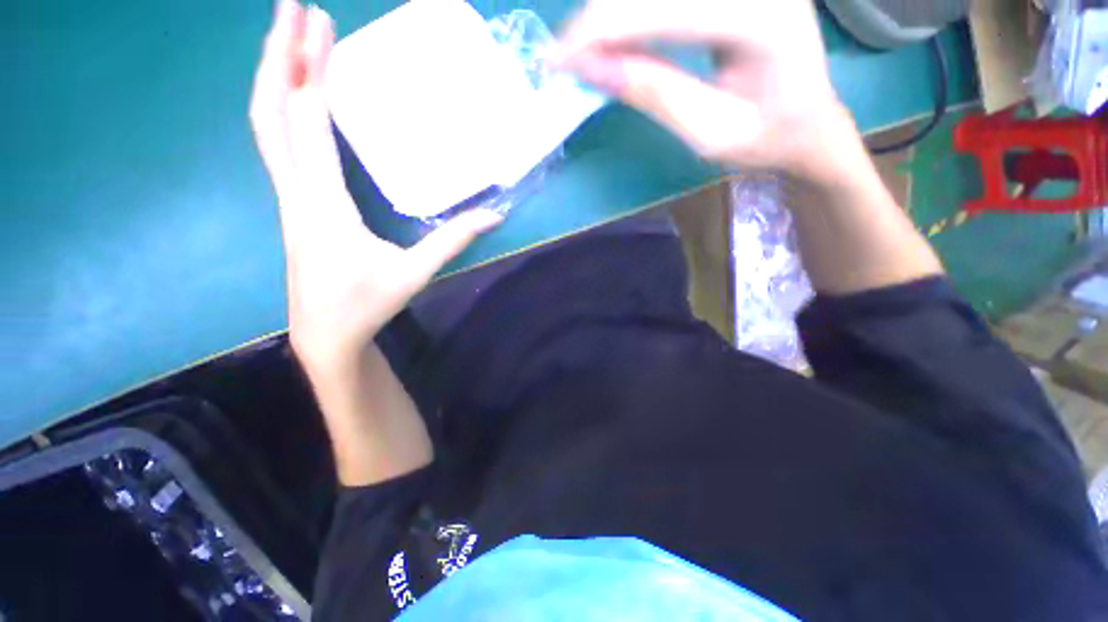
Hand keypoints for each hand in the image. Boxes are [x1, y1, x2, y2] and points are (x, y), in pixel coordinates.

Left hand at [249, 0, 501, 378]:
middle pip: (271, 112)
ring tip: (291, 36)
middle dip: (280, 56)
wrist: (326, 334)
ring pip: (266, 125)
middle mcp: (295, 191)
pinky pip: (278, 143)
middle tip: (294, 8)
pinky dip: (282, 107)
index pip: (307, 126)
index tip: (321, 27)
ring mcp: (288, 196)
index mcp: (323, 206)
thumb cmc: (367, 304)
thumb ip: (453, 241)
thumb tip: (494, 216)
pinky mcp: (293, 203)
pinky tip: (296, 93)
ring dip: (275, 75)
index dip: (313, 74)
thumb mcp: (415, 273)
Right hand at [557, 0, 850, 179]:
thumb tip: (592, 68)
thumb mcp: (708, 133)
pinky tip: (619, 38)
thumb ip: (654, 93)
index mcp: (759, 17)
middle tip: (565, 59)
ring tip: (588, 52)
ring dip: (614, 14)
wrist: (811, 122)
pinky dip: (634, 13)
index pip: (660, 10)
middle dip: (600, 19)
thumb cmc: (766, 140)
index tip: (555, 61)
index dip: (599, 31)